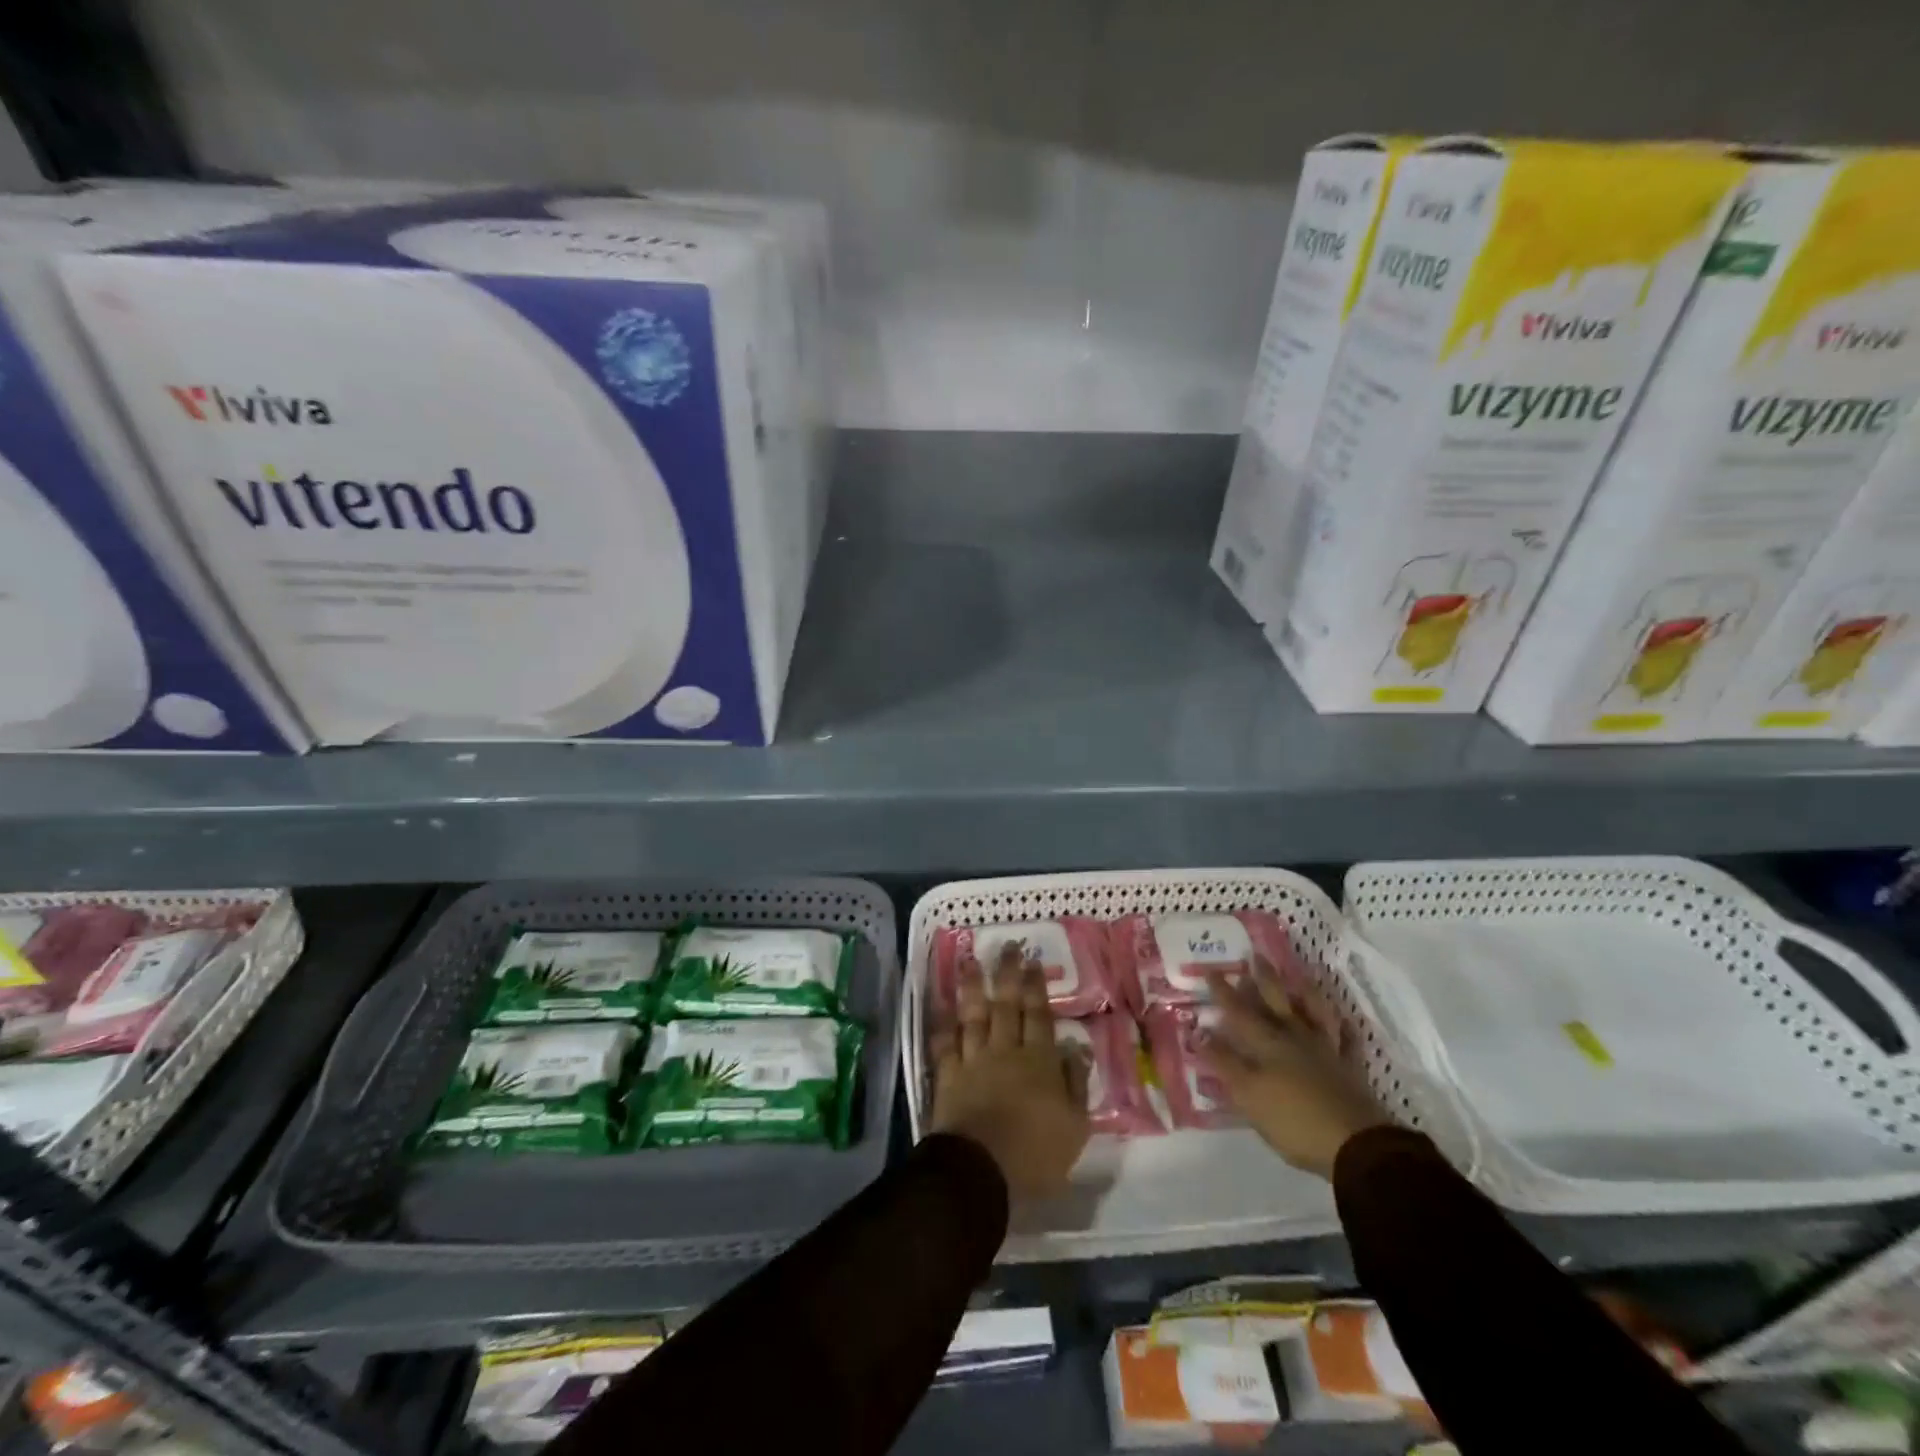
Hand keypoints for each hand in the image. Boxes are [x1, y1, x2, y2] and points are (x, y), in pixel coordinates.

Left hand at [930, 945, 1089, 1197]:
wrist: (981, 1171)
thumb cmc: (1035, 1154)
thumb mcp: (1075, 1127)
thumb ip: (1076, 1085)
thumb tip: (1075, 1049)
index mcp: (1038, 1062)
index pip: (1039, 1016)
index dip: (1036, 987)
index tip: (1032, 962)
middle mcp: (1005, 1051)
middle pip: (1006, 1006)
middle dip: (1007, 974)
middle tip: (1007, 947)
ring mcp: (973, 1061)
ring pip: (974, 1016)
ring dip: (972, 987)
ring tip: (970, 962)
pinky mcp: (948, 1076)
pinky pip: (945, 1044)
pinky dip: (944, 1025)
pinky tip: (943, 1009)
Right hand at [1199, 960, 1388, 1179]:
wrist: (1355, 1145)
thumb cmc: (1293, 1120)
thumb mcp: (1248, 1094)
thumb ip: (1224, 1062)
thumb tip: (1200, 1033)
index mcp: (1267, 1044)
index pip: (1239, 1012)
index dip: (1224, 992)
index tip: (1211, 971)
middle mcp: (1295, 1038)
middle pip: (1277, 1003)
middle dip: (1264, 980)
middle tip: (1256, 956)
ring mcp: (1325, 1051)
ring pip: (1314, 1013)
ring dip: (1305, 993)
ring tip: (1299, 976)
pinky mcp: (1349, 1068)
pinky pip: (1347, 1040)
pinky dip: (1345, 1028)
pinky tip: (1344, 1019)